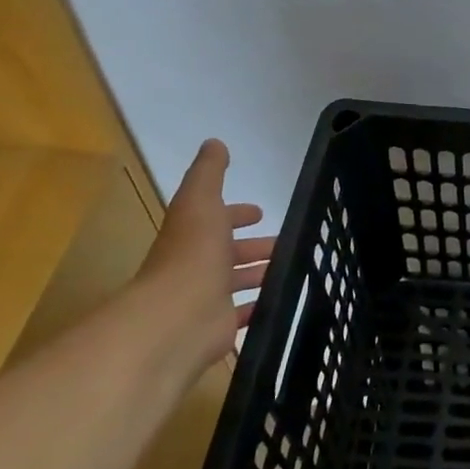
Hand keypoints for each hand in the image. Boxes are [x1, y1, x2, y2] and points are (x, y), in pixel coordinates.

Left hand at [139, 139, 274, 370]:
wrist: (178, 316)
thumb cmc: (192, 252)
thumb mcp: (201, 199)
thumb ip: (209, 172)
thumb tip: (214, 142)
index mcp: (193, 234)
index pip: (216, 219)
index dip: (237, 214)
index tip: (260, 213)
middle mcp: (196, 264)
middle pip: (228, 252)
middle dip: (253, 246)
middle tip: (285, 243)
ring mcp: (206, 297)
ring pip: (236, 281)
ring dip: (259, 273)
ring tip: (291, 268)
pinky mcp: (218, 326)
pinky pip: (242, 313)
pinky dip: (258, 306)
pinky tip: (280, 301)